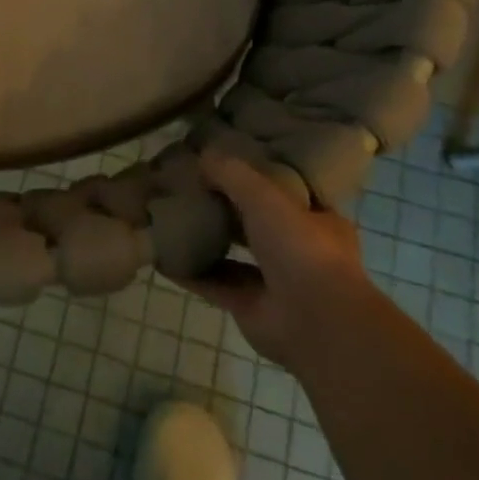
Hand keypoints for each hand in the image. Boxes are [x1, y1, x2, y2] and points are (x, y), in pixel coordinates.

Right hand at [186, 151, 373, 368]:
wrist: (316, 322)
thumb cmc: (301, 247)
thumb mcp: (265, 195)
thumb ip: (232, 173)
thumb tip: (202, 156)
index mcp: (316, 219)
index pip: (286, 190)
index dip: (257, 175)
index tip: (227, 161)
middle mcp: (298, 250)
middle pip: (255, 222)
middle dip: (226, 207)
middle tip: (190, 187)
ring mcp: (274, 282)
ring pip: (234, 254)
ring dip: (206, 240)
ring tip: (171, 217)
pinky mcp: (250, 308)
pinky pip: (213, 284)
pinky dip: (190, 272)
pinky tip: (162, 256)